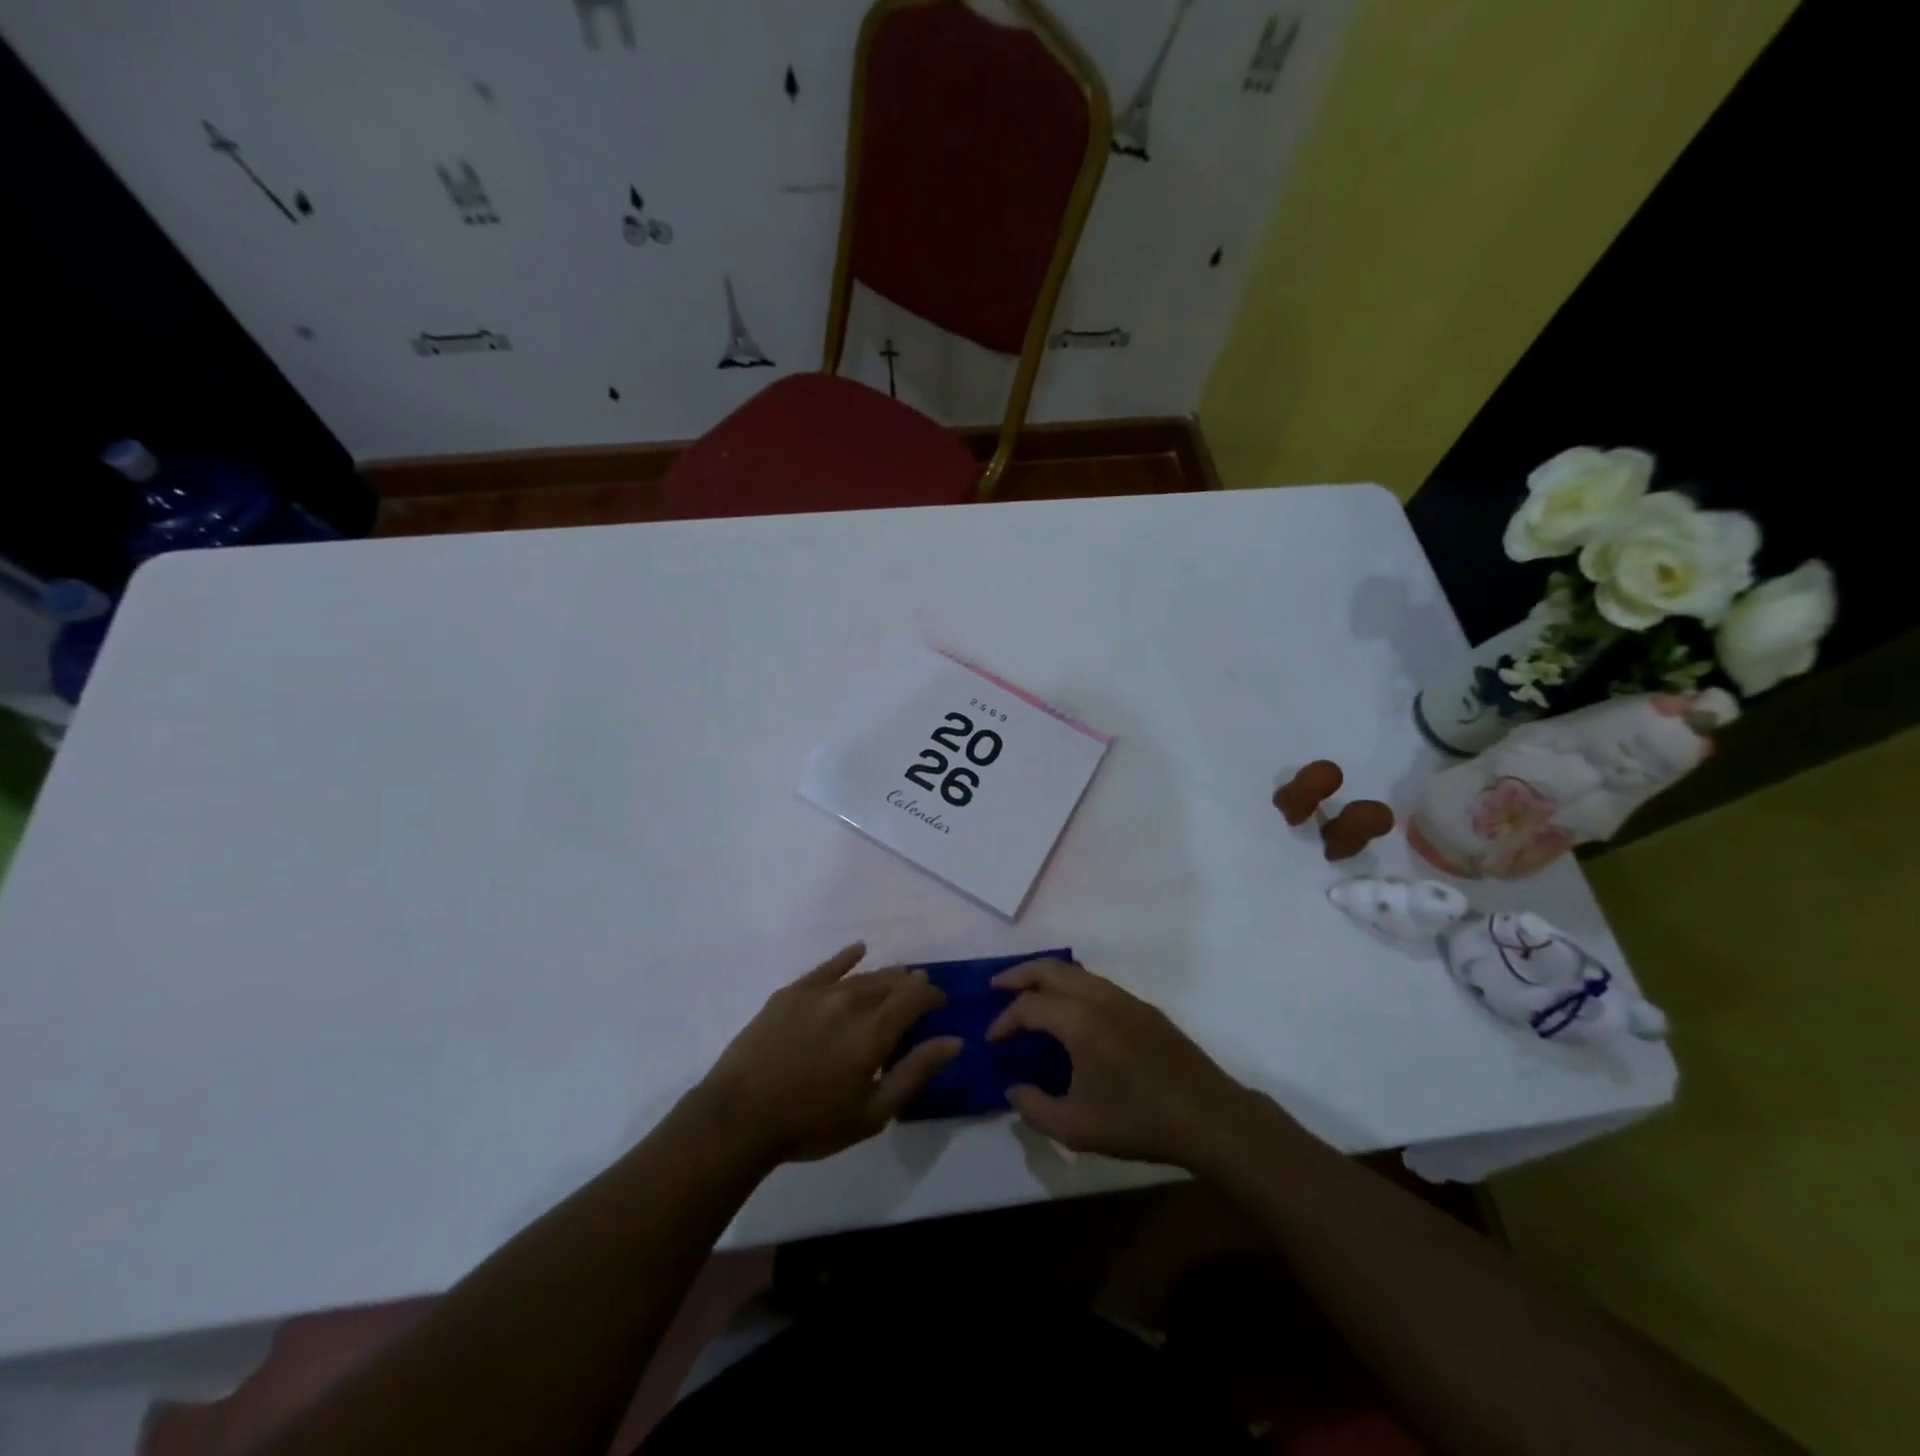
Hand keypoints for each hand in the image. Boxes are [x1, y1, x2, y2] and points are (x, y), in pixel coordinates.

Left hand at [698, 943, 962, 1165]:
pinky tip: (859, 950)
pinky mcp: (791, 992)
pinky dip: (846, 957)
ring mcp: (819, 993)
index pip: (915, 998)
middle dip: (910, 986)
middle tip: (918, 995)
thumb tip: (953, 1041)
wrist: (740, 1116)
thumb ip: (915, 1073)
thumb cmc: (811, 1123)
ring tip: (896, 978)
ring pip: (863, 975)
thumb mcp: (872, 1113)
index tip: (940, 1005)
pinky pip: (827, 967)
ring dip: (885, 976)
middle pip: (891, 982)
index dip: (932, 996)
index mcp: (875, 1030)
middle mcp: (851, 1001)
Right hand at [986, 959, 1269, 1168]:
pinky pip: (1096, 983)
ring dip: (1047, 977)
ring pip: (1076, 972)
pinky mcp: (1144, 1008)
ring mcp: (1126, 999)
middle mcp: (1100, 998)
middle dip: (1019, 975)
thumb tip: (1014, 1089)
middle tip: (996, 988)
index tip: (992, 1042)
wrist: (1209, 1117)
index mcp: (1081, 1022)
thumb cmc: (1139, 1122)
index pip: (1030, 1006)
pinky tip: (1069, 1011)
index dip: (1004, 1021)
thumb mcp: (1077, 1128)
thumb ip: (1035, 1108)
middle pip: (1050, 969)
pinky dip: (1071, 986)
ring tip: (1028, 995)